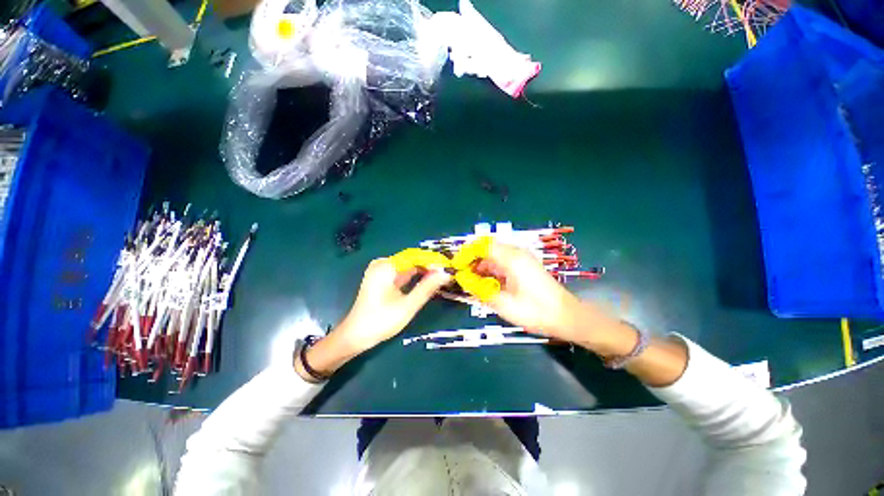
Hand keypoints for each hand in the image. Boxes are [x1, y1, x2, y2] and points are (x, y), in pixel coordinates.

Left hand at [296, 258, 450, 381]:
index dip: (433, 260)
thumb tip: (446, 273)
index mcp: (386, 266)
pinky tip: (427, 280)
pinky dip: (415, 276)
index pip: (415, 256)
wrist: (355, 336)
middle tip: (448, 272)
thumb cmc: (381, 321)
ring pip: (408, 266)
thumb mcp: (408, 305)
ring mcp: (381, 271)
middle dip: (430, 265)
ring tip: (441, 276)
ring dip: (424, 270)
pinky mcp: (382, 278)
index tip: (450, 266)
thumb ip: (428, 288)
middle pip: (412, 259)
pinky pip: (402, 273)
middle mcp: (383, 264)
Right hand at [474, 241, 618, 346]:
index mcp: (512, 259)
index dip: (467, 252)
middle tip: (461, 275)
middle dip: (472, 259)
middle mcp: (516, 253)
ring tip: (470, 281)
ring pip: (494, 255)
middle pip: (487, 248)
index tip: (456, 265)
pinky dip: (490, 269)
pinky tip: (486, 283)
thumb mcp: (504, 305)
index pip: (483, 245)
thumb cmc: (536, 312)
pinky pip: (502, 261)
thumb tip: (462, 280)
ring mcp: (522, 258)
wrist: (567, 316)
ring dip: (480, 265)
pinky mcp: (524, 265)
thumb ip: (481, 290)